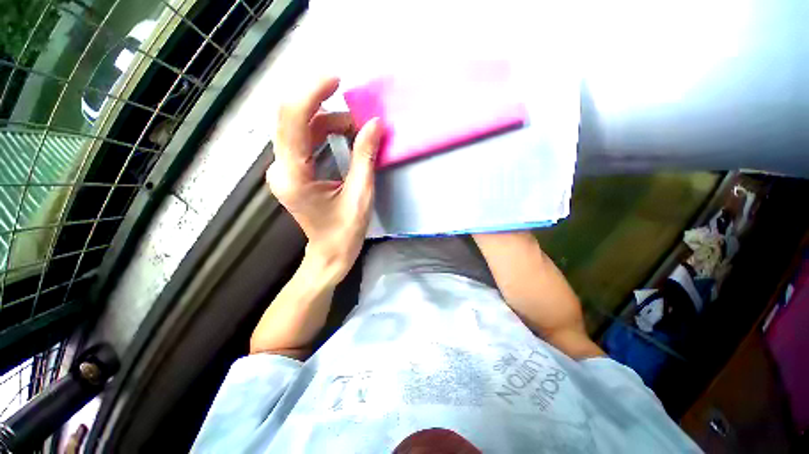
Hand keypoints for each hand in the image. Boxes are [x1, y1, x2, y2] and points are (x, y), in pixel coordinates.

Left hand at [267, 77, 382, 283]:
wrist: (330, 254)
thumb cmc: (345, 232)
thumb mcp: (360, 195)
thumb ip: (365, 157)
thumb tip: (375, 125)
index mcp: (294, 177)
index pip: (293, 121)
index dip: (311, 93)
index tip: (336, 80)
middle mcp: (281, 169)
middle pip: (291, 119)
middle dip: (322, 103)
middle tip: (353, 107)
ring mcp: (284, 170)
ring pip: (299, 128)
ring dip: (328, 120)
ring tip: (356, 127)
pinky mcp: (292, 171)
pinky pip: (304, 140)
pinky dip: (324, 131)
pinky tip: (344, 134)